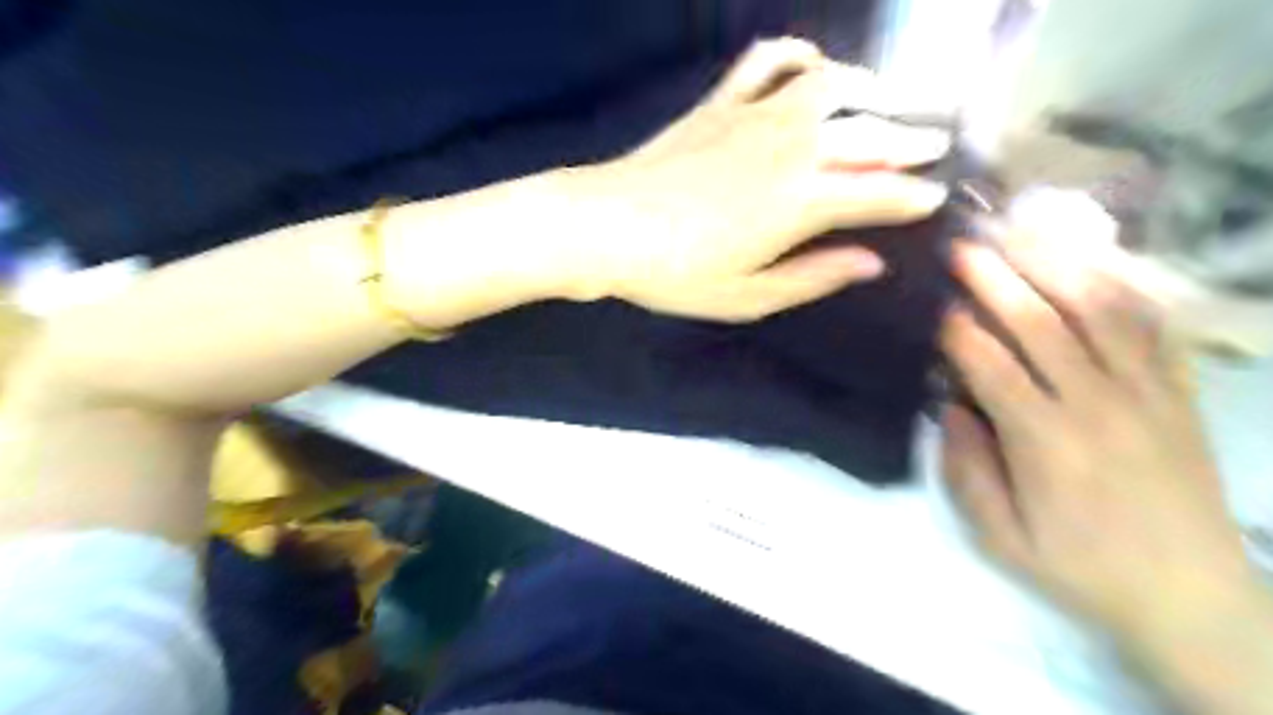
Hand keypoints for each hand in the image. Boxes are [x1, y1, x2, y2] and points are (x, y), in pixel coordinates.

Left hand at [560, 36, 948, 320]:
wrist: (606, 228)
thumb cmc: (676, 273)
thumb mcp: (749, 296)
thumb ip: (814, 276)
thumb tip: (871, 263)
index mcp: (802, 202)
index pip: (878, 193)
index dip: (914, 197)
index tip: (938, 197)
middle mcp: (791, 147)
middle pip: (867, 135)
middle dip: (910, 141)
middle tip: (935, 144)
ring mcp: (753, 115)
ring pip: (830, 86)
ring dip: (868, 91)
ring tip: (888, 101)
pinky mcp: (719, 102)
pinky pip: (766, 62)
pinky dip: (795, 55)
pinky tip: (809, 66)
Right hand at [939, 229, 1256, 642]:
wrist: (1192, 598)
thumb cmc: (1080, 567)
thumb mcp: (1000, 537)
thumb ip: (966, 469)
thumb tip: (951, 406)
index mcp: (1046, 443)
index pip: (993, 365)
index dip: (959, 329)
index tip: (934, 304)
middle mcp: (1098, 405)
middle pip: (1043, 323)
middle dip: (997, 278)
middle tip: (964, 246)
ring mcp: (1147, 394)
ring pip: (1100, 311)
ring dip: (1056, 266)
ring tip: (1022, 234)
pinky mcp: (1179, 394)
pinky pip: (1153, 326)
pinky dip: (1122, 288)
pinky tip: (1094, 263)